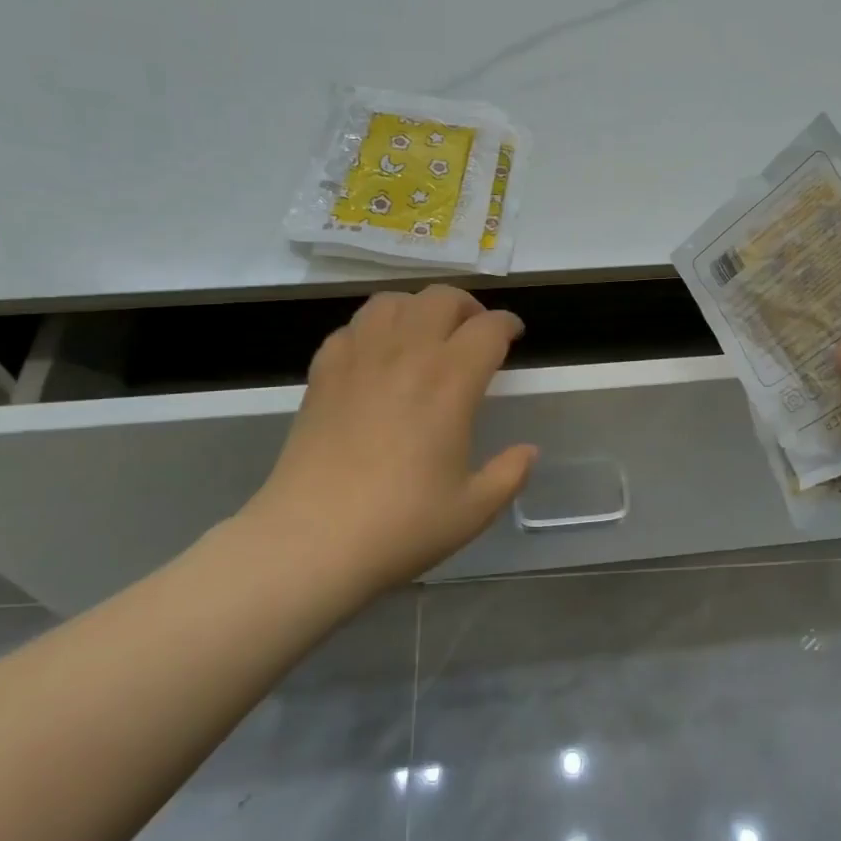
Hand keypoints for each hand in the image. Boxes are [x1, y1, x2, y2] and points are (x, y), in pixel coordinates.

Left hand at [234, 286, 536, 595]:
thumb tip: (528, 451)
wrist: (311, 541)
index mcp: (450, 382)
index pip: (488, 328)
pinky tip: (377, 357)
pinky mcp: (322, 373)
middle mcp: (406, 355)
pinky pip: (352, 327)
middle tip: (474, 332)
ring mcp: (358, 359)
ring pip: (392, 302)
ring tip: (426, 334)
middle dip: (467, 307)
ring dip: (418, 308)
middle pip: (441, 298)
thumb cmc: (401, 526)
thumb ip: (509, 474)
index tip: (514, 335)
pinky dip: (373, 329)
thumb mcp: (473, 510)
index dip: (507, 325)